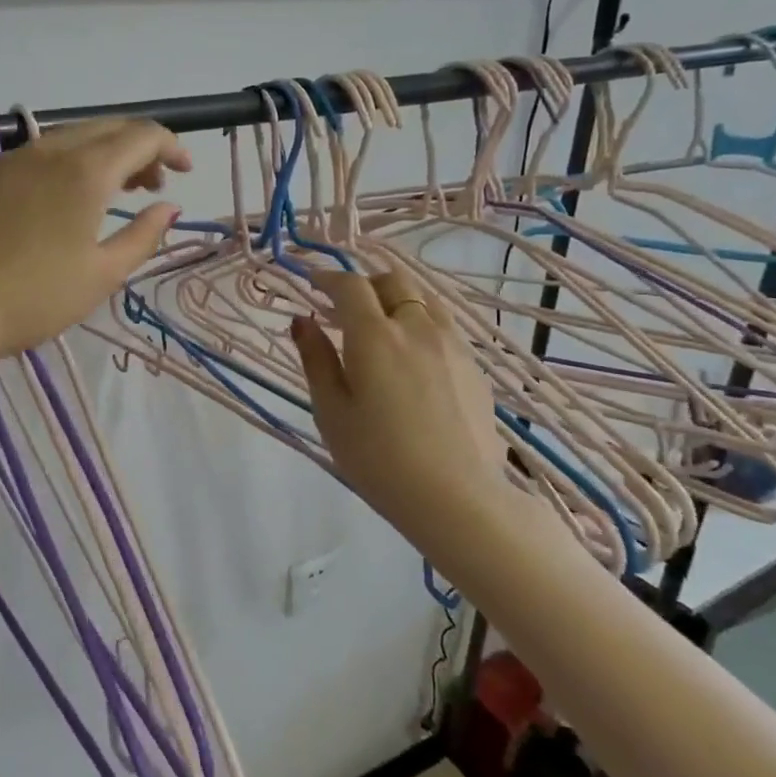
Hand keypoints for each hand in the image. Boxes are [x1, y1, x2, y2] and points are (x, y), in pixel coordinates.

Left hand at [0, 119, 190, 364]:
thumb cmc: (36, 298)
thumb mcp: (103, 274)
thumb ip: (143, 235)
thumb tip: (169, 207)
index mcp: (86, 172)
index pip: (142, 135)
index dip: (171, 147)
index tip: (187, 172)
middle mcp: (50, 151)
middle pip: (108, 128)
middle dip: (140, 148)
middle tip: (154, 186)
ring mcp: (13, 159)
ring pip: (72, 137)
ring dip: (105, 154)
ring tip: (116, 192)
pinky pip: (40, 153)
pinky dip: (69, 162)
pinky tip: (66, 197)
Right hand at [292, 269, 517, 553]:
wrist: (457, 497)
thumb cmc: (379, 458)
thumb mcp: (332, 412)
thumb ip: (316, 359)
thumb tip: (302, 321)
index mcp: (374, 336)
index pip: (350, 286)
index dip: (328, 279)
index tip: (312, 284)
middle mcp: (416, 327)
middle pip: (393, 280)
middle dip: (364, 284)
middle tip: (344, 308)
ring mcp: (452, 344)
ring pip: (424, 298)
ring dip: (397, 299)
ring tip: (381, 326)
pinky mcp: (473, 366)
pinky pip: (444, 325)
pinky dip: (421, 322)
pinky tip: (413, 356)